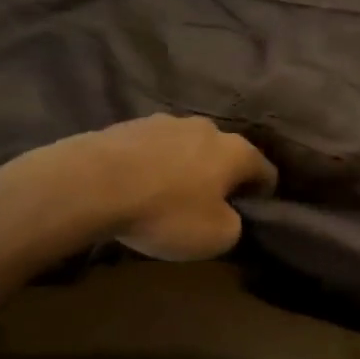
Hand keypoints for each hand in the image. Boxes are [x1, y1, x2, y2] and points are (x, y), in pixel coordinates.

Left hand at [0, 116, 276, 262]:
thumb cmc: (166, 212)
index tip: (253, 213)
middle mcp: (208, 128)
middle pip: (225, 154)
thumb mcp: (216, 237)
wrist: (93, 184)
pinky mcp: (130, 124)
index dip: (264, 194)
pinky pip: (154, 149)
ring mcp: (166, 121)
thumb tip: (229, 216)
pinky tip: (138, 187)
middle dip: (222, 177)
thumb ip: (234, 225)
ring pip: (188, 147)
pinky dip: (154, 165)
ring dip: (186, 168)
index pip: (266, 170)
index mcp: (236, 151)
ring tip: (168, 196)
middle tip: (209, 206)